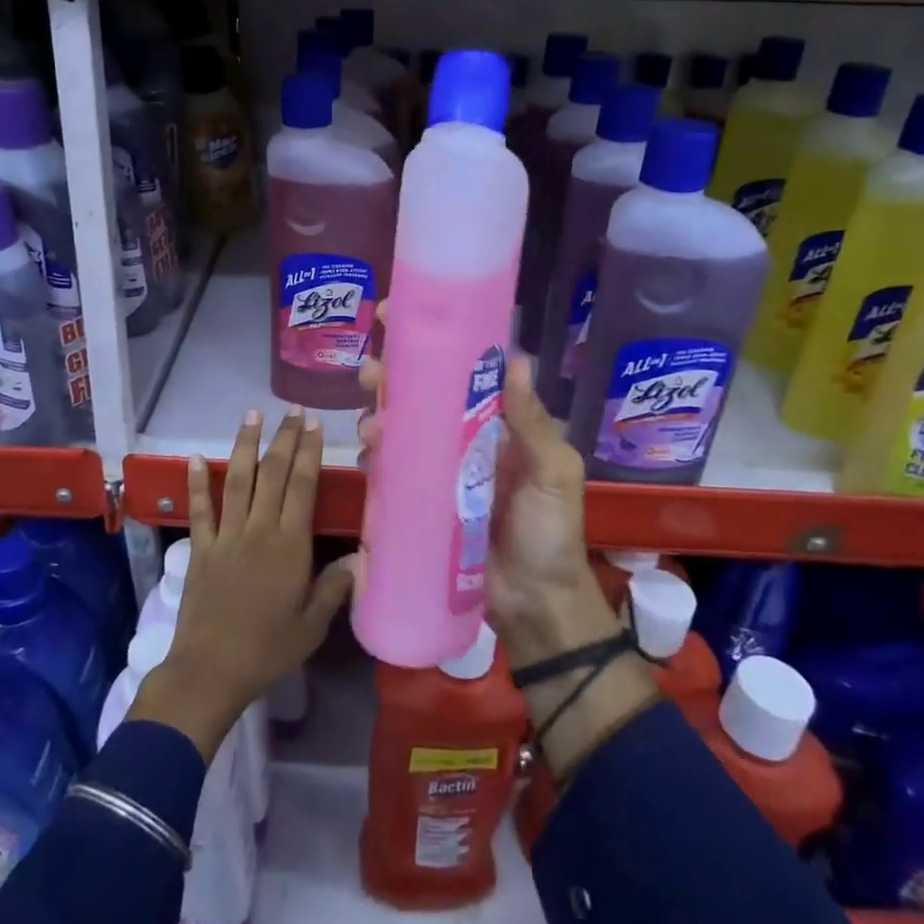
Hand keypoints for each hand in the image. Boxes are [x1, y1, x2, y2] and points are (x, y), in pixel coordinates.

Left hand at [132, 407, 354, 760]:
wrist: (211, 669)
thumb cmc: (268, 649)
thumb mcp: (312, 626)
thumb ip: (334, 588)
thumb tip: (360, 558)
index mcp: (290, 545)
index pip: (302, 487)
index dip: (308, 453)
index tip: (313, 426)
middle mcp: (259, 530)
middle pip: (273, 474)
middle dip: (284, 439)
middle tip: (292, 411)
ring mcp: (226, 536)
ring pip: (237, 480)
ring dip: (244, 445)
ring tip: (251, 415)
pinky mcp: (200, 548)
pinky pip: (200, 509)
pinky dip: (198, 482)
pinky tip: (195, 457)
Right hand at [358, 332, 614, 669]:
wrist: (534, 605)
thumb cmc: (550, 533)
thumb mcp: (554, 473)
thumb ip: (533, 424)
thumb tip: (515, 360)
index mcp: (498, 426)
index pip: (463, 373)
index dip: (432, 345)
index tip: (398, 319)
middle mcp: (464, 441)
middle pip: (421, 397)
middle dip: (391, 378)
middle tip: (369, 371)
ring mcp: (439, 473)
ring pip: (401, 431)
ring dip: (379, 418)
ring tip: (370, 426)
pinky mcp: (419, 503)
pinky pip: (393, 473)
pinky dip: (377, 459)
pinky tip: (368, 458)